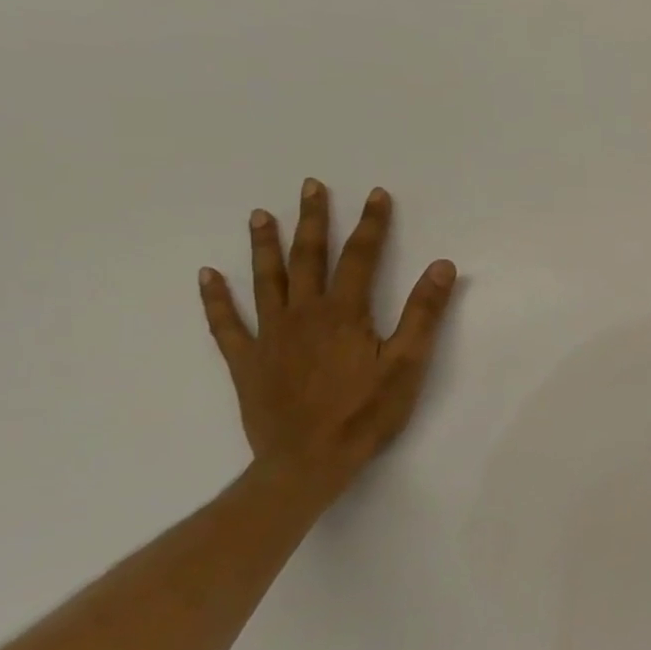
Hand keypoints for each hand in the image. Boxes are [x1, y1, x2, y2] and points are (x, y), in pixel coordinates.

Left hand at [197, 179, 457, 497]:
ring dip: (264, 246)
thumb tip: (442, 266)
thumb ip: (423, 313)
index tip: (376, 194)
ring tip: (261, 215)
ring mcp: (269, 337)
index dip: (371, 224)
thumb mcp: (408, 364)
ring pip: (265, 281)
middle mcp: (303, 315)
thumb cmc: (366, 413)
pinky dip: (216, 299)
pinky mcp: (247, 361)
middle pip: (308, 258)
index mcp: (344, 313)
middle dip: (313, 221)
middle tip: (309, 187)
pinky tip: (208, 276)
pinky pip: (226, 324)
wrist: (307, 462)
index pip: (360, 257)